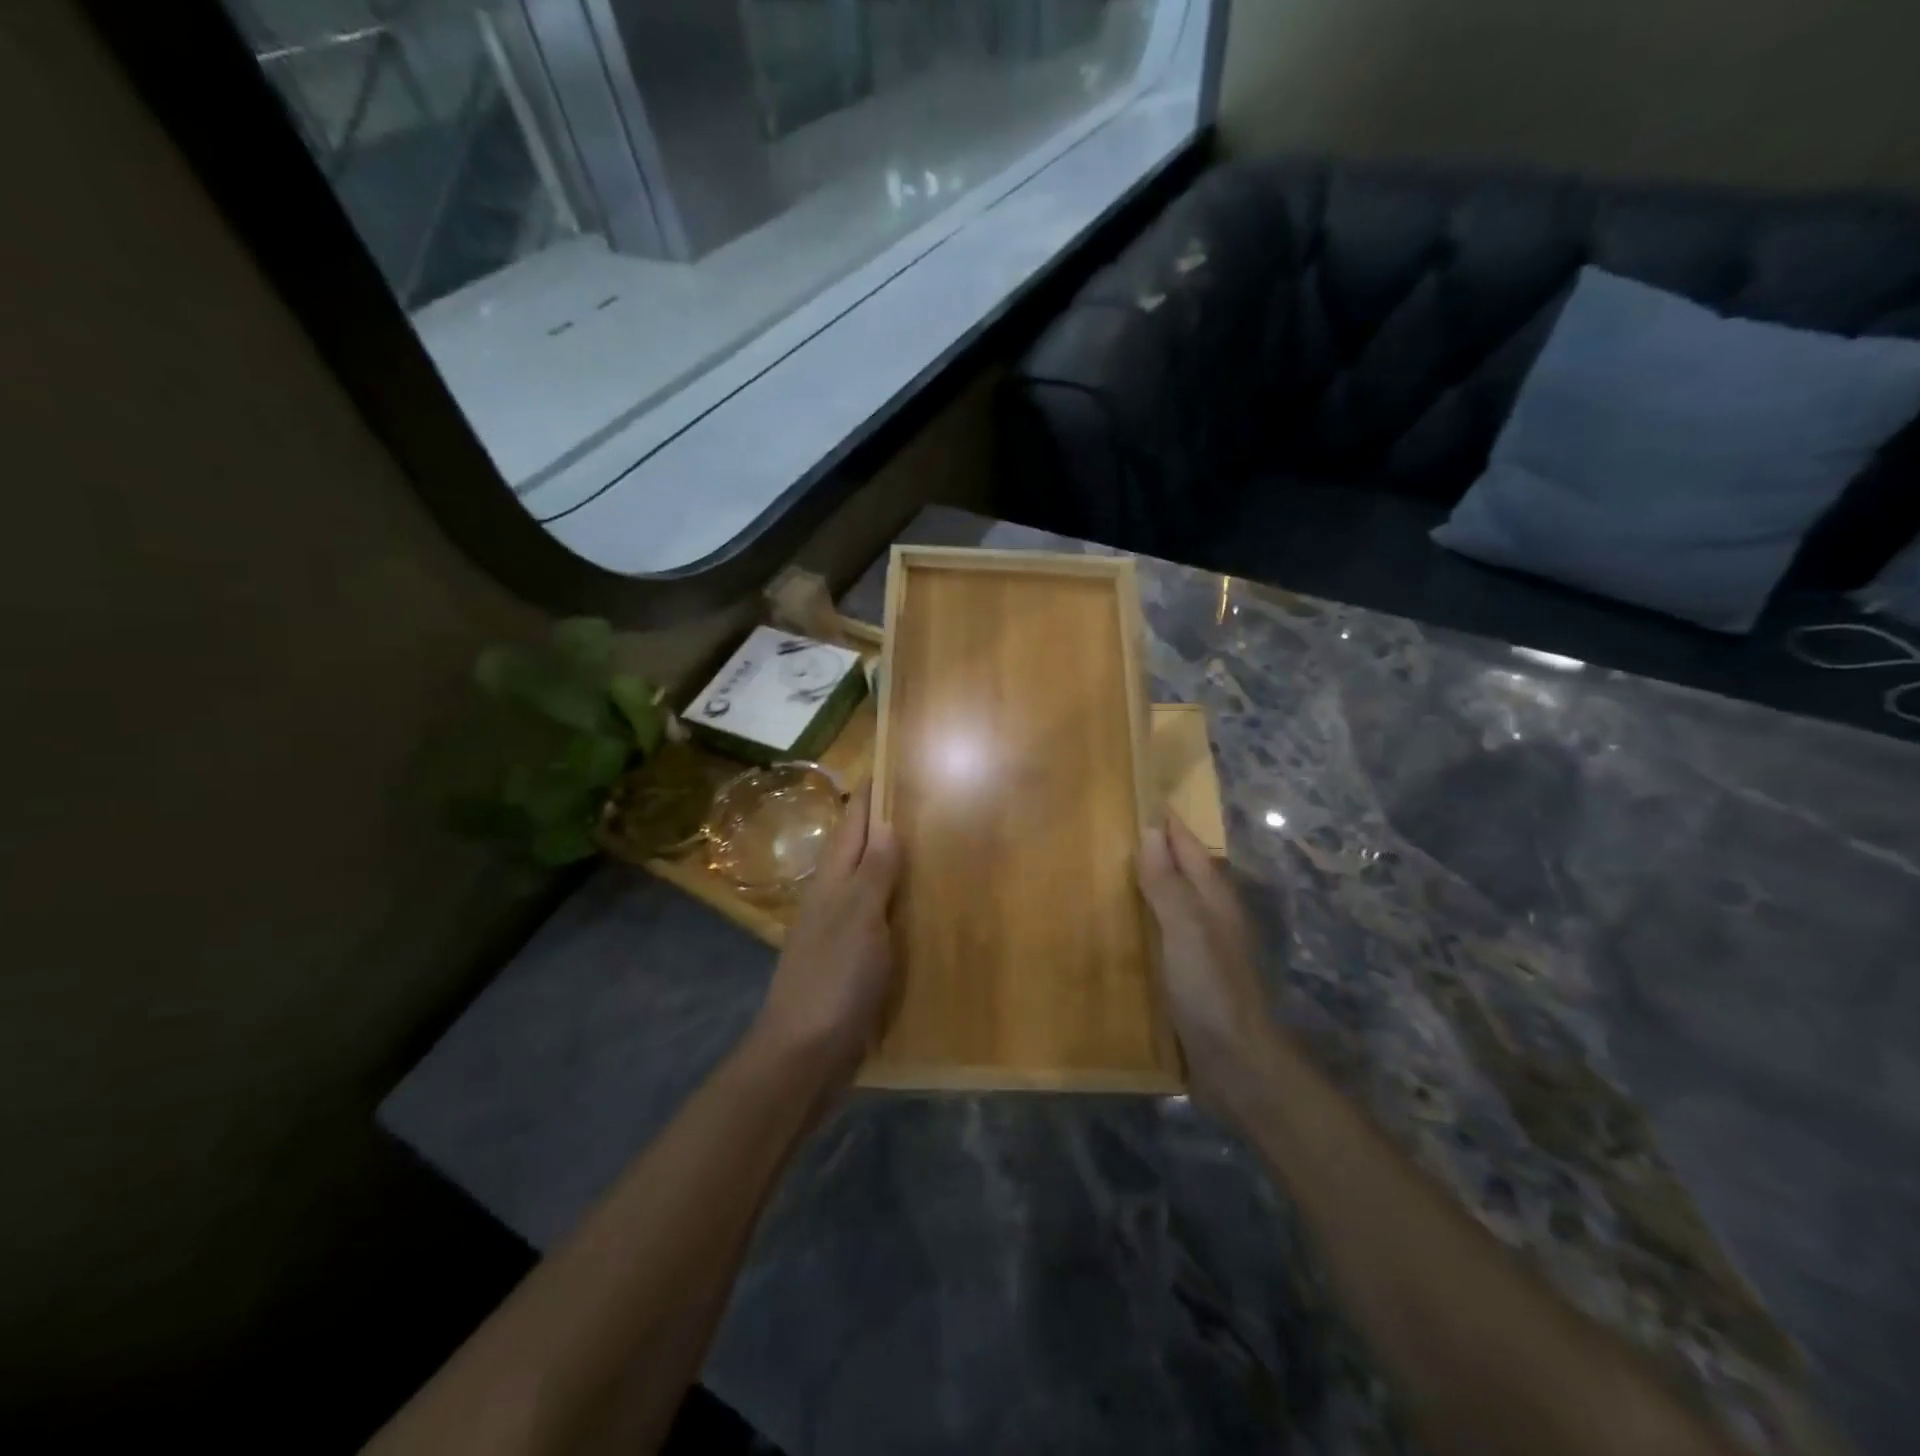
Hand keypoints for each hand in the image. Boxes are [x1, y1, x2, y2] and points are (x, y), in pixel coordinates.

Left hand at [749, 781, 900, 1085]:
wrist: (804, 1055)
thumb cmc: (834, 979)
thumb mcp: (859, 919)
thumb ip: (874, 873)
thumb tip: (887, 824)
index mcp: (832, 882)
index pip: (853, 825)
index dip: (870, 796)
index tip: (892, 765)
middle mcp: (833, 900)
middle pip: (860, 851)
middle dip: (886, 825)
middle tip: (928, 803)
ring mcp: (839, 934)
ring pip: (870, 886)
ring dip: (894, 866)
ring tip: (934, 849)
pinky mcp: (850, 964)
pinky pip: (879, 922)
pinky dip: (898, 908)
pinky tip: (922, 913)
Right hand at [1138, 815, 1275, 1113]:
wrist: (1236, 1063)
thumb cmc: (1210, 989)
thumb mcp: (1186, 929)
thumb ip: (1168, 883)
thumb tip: (1151, 831)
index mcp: (1214, 900)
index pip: (1190, 849)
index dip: (1169, 825)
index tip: (1142, 796)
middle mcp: (1211, 919)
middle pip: (1184, 873)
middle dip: (1157, 850)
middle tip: (1114, 829)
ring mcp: (1201, 950)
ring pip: (1173, 903)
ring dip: (1148, 885)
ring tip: (1107, 871)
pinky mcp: (1189, 978)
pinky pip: (1162, 935)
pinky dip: (1143, 921)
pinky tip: (1119, 929)